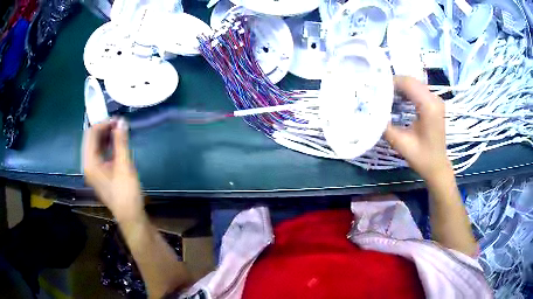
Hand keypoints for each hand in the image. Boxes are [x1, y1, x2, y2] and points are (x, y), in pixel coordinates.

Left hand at [83, 118, 143, 222]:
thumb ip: (121, 142)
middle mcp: (88, 164)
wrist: (130, 216)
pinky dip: (107, 145)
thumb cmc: (126, 192)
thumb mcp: (124, 165)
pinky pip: (100, 154)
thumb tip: (121, 121)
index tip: (118, 120)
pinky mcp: (99, 174)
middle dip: (104, 128)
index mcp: (90, 162)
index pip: (91, 134)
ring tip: (120, 131)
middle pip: (91, 139)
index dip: (103, 123)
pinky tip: (117, 143)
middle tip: (120, 124)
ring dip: (106, 136)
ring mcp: (93, 170)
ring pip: (95, 146)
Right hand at [385, 76, 452, 180]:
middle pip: (411, 81)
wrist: (437, 166)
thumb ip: (385, 126)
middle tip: (378, 93)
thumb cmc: (422, 158)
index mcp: (429, 106)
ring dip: (399, 87)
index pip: (408, 83)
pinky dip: (406, 92)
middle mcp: (435, 99)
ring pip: (414, 84)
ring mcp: (436, 100)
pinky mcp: (434, 103)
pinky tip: (398, 100)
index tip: (375, 90)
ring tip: (385, 96)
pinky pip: (418, 90)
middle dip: (393, 84)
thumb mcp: (401, 143)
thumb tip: (370, 112)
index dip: (390, 83)